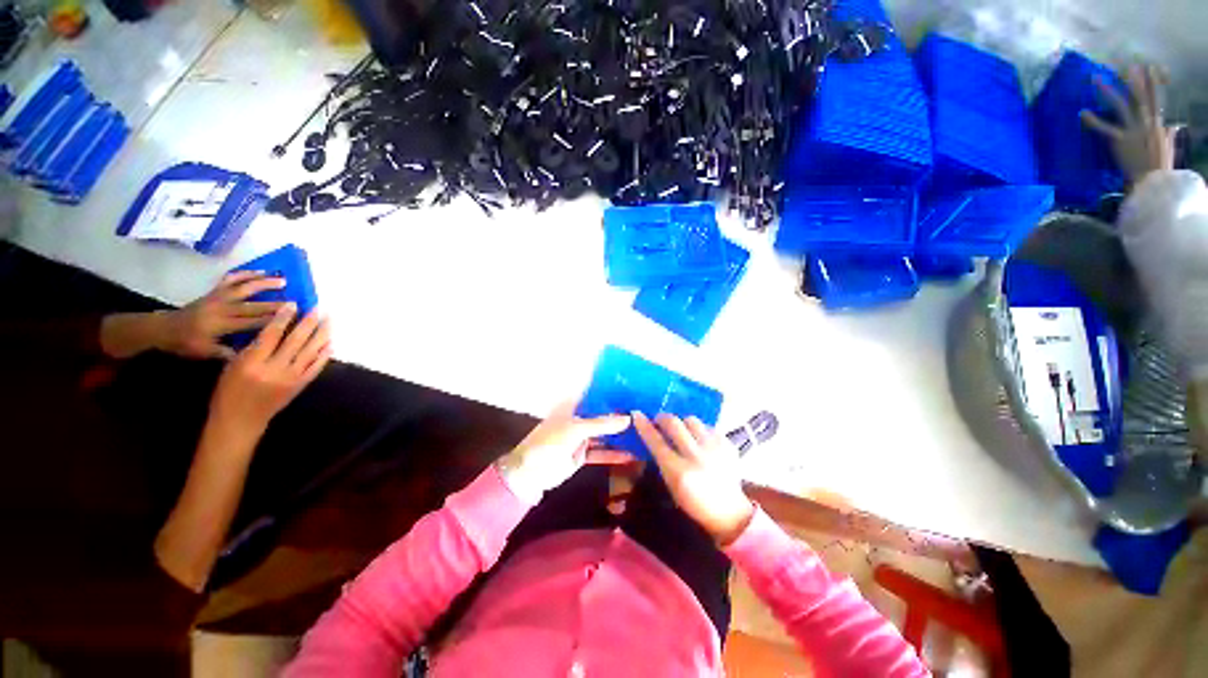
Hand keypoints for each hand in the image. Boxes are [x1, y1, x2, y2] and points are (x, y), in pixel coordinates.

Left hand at [161, 271, 287, 359]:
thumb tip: (253, 355)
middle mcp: (221, 307)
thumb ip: (228, 353)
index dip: (273, 320)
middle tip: (295, 301)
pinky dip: (247, 273)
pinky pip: (232, 279)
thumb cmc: (186, 343)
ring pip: (244, 286)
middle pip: (253, 304)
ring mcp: (218, 296)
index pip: (252, 322)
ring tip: (283, 280)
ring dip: (264, 282)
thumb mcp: (205, 353)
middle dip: (275, 303)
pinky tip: (261, 272)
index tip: (292, 319)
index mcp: (221, 324)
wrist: (163, 328)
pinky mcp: (215, 291)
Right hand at [209, 304, 331, 437]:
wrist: (241, 420)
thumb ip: (253, 348)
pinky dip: (324, 353)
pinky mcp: (301, 385)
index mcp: (252, 363)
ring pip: (310, 351)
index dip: (284, 317)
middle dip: (308, 322)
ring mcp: (291, 378)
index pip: (271, 334)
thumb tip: (274, 327)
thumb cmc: (229, 391)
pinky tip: (330, 343)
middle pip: (296, 340)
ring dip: (321, 334)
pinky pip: (316, 366)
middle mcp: (274, 369)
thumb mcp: (233, 366)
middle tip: (317, 308)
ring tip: (328, 320)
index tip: (293, 304)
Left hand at [496, 403, 634, 502]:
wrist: (531, 473)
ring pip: (603, 433)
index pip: (595, 395)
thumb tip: (628, 418)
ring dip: (619, 435)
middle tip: (645, 411)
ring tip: (643, 432)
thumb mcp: (576, 429)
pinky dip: (614, 454)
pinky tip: (632, 454)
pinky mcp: (582, 454)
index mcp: (573, 406)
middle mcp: (578, 418)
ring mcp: (580, 437)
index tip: (633, 390)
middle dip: (619, 414)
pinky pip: (601, 452)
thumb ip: (603, 424)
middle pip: (602, 414)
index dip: (612, 393)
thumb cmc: (550, 442)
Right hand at [633, 412, 754, 545]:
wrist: (730, 512)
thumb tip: (652, 436)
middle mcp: (696, 456)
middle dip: (663, 418)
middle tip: (659, 421)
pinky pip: (708, 426)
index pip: (656, 441)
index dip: (644, 426)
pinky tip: (699, 439)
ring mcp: (714, 448)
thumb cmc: (694, 502)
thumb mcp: (672, 485)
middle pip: (674, 423)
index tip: (636, 414)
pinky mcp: (727, 444)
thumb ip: (662, 460)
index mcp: (679, 472)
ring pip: (691, 420)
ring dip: (682, 423)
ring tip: (682, 430)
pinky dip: (700, 430)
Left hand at [1082, 65, 1180, 184]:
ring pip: (1119, 105)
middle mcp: (1147, 122)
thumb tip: (1175, 125)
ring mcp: (1133, 130)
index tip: (1148, 66)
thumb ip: (1170, 134)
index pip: (1157, 97)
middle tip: (1125, 64)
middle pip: (1139, 96)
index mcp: (1158, 123)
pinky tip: (1082, 112)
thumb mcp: (1168, 147)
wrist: (1153, 183)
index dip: (1152, 81)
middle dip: (1133, 79)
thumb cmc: (1161, 167)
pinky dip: (1093, 120)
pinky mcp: (1120, 140)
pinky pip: (1104, 128)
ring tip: (1095, 79)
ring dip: (1107, 91)